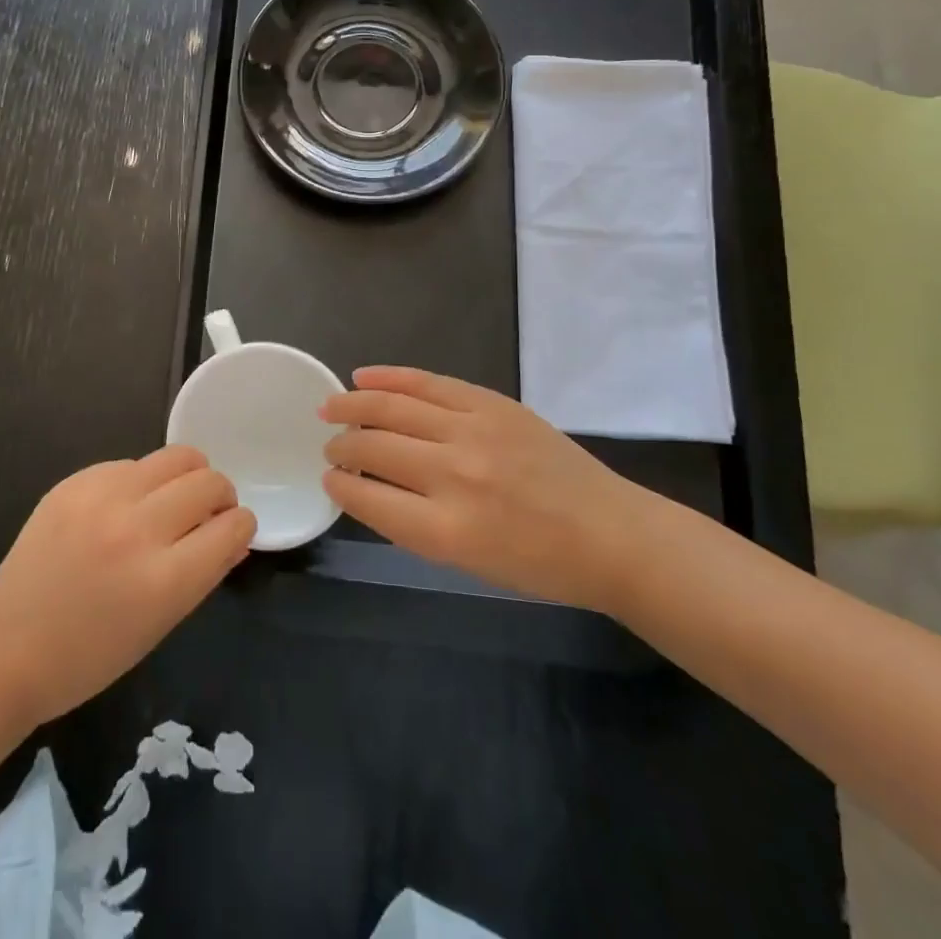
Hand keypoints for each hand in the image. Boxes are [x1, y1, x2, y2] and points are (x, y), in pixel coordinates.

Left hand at [0, 447, 255, 727]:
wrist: (5, 647)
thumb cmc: (88, 656)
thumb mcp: (159, 625)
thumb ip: (203, 574)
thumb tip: (233, 536)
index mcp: (164, 580)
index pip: (232, 527)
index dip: (242, 527)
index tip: (234, 530)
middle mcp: (137, 529)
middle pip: (209, 482)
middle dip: (222, 496)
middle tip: (208, 513)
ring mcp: (103, 498)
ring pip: (176, 457)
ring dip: (189, 476)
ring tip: (173, 499)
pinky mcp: (76, 481)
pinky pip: (131, 464)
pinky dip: (142, 481)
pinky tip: (125, 507)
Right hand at [320, 367, 652, 610]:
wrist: (610, 535)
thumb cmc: (538, 564)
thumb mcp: (467, 561)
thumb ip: (412, 522)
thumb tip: (367, 484)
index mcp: (446, 531)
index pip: (367, 497)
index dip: (339, 485)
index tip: (330, 479)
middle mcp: (454, 476)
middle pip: (374, 448)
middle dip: (342, 447)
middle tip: (330, 447)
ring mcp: (474, 431)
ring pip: (392, 407)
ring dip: (353, 405)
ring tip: (330, 407)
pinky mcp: (492, 403)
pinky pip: (428, 382)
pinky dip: (390, 377)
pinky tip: (363, 376)